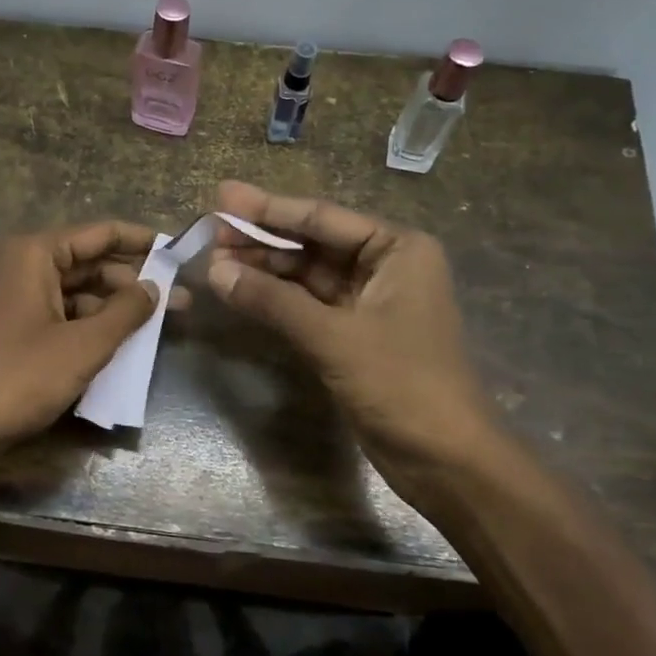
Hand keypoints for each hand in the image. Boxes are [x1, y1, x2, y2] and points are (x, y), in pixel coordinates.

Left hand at [0, 221, 168, 454]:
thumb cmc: (21, 378)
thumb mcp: (84, 345)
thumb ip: (126, 311)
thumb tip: (154, 287)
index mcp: (32, 254)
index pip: (98, 234)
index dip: (140, 241)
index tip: (175, 251)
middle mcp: (17, 264)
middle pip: (86, 262)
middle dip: (130, 281)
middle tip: (175, 299)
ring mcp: (7, 295)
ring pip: (71, 290)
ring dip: (110, 305)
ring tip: (152, 325)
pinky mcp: (4, 325)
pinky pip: (54, 312)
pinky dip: (85, 322)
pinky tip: (113, 342)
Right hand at [206, 181, 502, 490]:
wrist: (446, 460)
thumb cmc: (402, 384)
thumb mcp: (333, 337)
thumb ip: (273, 300)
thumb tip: (215, 272)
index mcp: (397, 249)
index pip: (322, 218)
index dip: (268, 208)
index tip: (223, 196)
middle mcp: (385, 266)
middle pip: (313, 243)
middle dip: (262, 239)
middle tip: (210, 232)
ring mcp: (369, 302)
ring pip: (307, 275)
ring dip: (265, 269)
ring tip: (216, 261)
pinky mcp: (354, 334)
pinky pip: (308, 304)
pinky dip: (276, 299)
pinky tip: (242, 291)